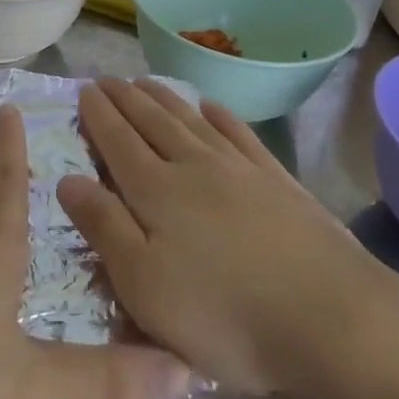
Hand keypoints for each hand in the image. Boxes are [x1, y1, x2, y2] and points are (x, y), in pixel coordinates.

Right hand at [58, 77, 398, 398]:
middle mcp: (195, 167)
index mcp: (157, 192)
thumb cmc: (224, 316)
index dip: (99, 116)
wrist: (331, 320)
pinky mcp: (278, 181)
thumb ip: (104, 228)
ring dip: (165, 99)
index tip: (85, 90)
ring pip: (192, 121)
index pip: (118, 142)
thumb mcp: (144, 286)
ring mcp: (241, 169)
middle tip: (108, 79)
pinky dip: (220, 116)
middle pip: (153, 123)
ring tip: (146, 82)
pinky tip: (212, 106)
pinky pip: (240, 134)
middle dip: (127, 99)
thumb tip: (67, 178)